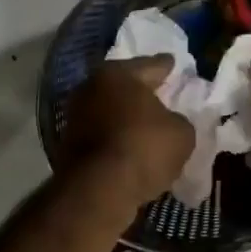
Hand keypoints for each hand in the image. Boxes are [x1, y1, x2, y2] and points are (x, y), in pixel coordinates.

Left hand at [60, 56, 195, 210]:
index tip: (173, 62)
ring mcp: (76, 115)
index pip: (150, 65)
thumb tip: (169, 122)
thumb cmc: (143, 148)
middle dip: (141, 89)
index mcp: (118, 74)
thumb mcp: (181, 133)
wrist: (98, 189)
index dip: (165, 66)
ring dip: (126, 116)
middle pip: (124, 85)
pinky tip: (130, 145)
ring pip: (110, 109)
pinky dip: (115, 136)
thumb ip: (179, 120)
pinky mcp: (69, 143)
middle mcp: (92, 87)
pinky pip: (102, 133)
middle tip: (160, 91)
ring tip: (147, 123)